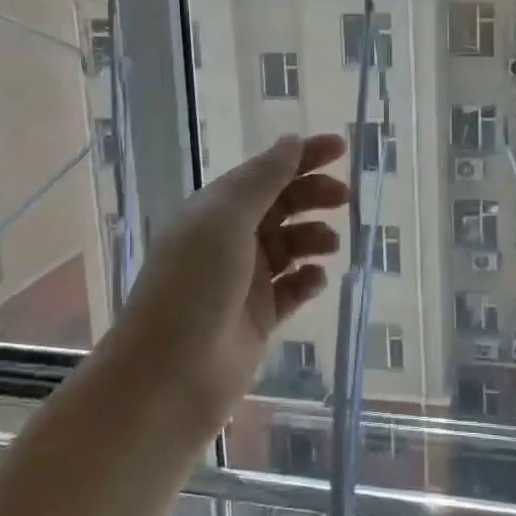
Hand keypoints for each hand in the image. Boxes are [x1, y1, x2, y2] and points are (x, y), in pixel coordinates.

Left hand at [116, 133, 348, 429]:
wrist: (171, 375)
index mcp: (215, 210)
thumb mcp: (226, 220)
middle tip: (343, 197)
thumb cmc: (194, 285)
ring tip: (330, 244)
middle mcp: (229, 240)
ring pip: (289, 246)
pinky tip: (317, 279)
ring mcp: (244, 281)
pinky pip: (292, 289)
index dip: (301, 156)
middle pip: (280, 205)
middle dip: (312, 195)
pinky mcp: (259, 318)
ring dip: (313, 237)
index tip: (340, 147)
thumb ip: (263, 179)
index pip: (264, 172)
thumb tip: (291, 141)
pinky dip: (307, 279)